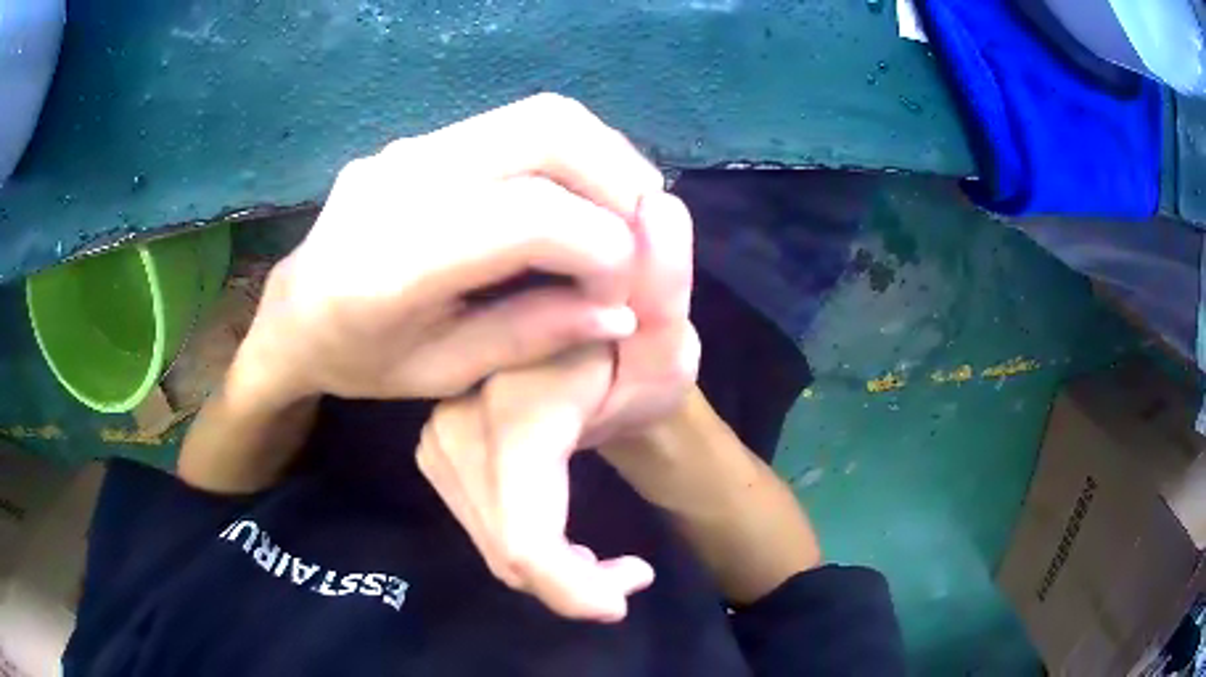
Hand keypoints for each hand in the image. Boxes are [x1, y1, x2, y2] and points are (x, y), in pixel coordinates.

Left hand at [240, 94, 666, 403]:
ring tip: (624, 210)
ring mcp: (409, 147)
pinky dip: (571, 150)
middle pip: (545, 135)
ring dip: (604, 154)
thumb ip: (531, 336)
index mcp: (390, 265)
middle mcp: (400, 183)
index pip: (526, 217)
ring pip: (540, 115)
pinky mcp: (421, 138)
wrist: (292, 314)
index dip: (601, 247)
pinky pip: (517, 122)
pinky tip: (580, 192)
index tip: (624, 290)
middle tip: (645, 233)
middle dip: (618, 180)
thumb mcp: (442, 372)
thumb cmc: (358, 361)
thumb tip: (621, 311)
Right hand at [416, 194, 698, 620]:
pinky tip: (568, 546)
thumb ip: (668, 279)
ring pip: (492, 539)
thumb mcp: (668, 327)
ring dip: (551, 567)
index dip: (570, 583)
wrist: (584, 352)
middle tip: (623, 578)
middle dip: (567, 582)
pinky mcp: (439, 451)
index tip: (631, 584)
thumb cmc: (632, 349)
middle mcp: (460, 418)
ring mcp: (440, 437)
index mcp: (517, 401)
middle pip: (505, 543)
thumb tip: (663, 207)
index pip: (524, 526)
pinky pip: (481, 525)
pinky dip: (528, 550)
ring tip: (605, 564)